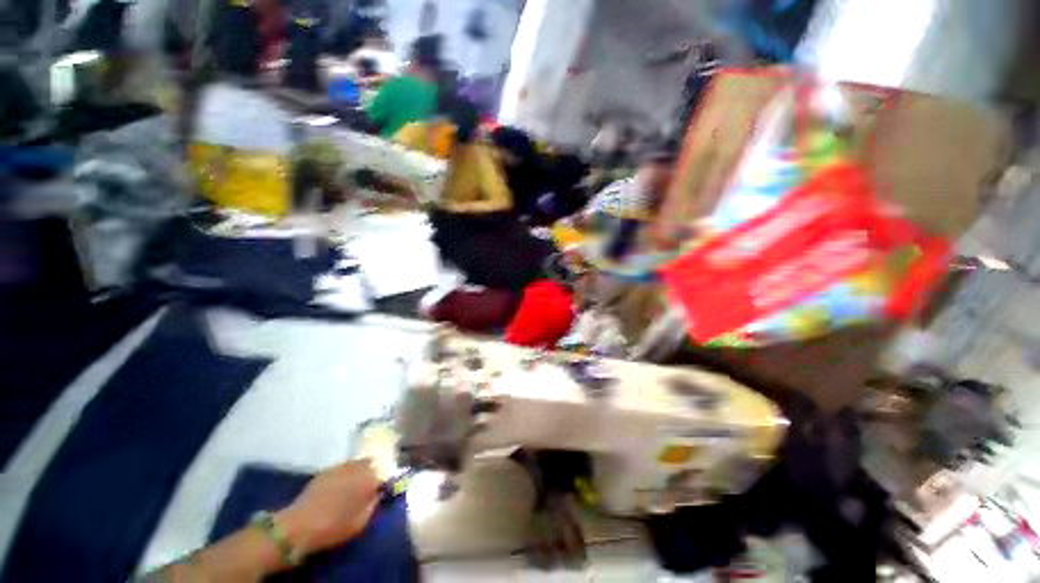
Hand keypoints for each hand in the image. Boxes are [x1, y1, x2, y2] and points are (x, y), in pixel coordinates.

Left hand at [276, 461, 380, 555]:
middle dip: (370, 473)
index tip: (379, 491)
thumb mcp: (360, 523)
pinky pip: (341, 468)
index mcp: (369, 479)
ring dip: (357, 472)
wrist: (299, 526)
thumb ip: (373, 505)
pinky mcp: (325, 471)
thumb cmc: (333, 527)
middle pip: (370, 464)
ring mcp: (340, 467)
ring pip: (355, 464)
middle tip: (366, 488)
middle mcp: (357, 468)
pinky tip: (338, 488)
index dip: (382, 483)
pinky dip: (344, 474)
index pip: (383, 474)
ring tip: (352, 487)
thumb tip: (378, 495)